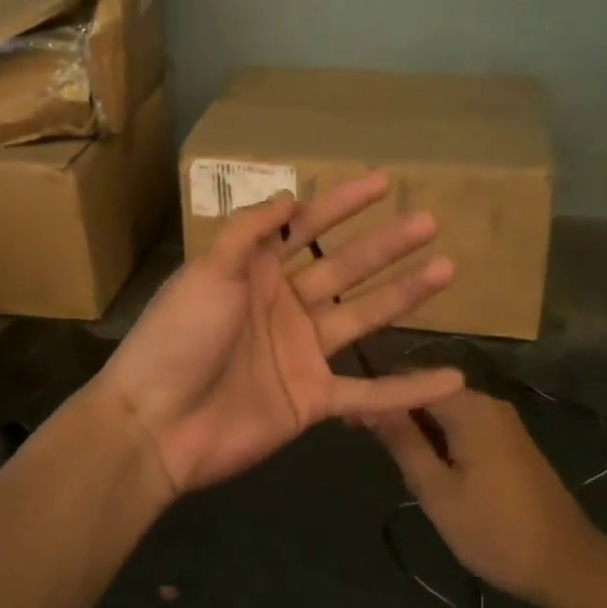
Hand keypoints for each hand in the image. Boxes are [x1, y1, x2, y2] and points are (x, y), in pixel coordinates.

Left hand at [98, 173, 466, 493]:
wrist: (155, 425)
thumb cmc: (179, 337)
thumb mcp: (208, 271)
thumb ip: (251, 232)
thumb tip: (291, 195)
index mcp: (256, 272)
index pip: (308, 228)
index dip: (344, 204)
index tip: (383, 182)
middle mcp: (285, 306)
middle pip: (345, 268)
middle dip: (386, 244)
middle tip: (429, 221)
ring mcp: (302, 353)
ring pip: (364, 318)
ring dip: (405, 296)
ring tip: (447, 270)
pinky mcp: (313, 399)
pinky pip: (369, 394)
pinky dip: (408, 389)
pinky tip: (451, 378)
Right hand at [370, 390, 605, 607]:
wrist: (568, 564)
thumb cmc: (494, 530)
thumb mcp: (437, 491)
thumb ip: (403, 442)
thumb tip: (371, 403)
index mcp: (468, 407)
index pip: (411, 381)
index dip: (378, 396)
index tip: (351, 419)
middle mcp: (487, 403)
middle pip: (430, 393)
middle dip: (399, 413)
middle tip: (369, 444)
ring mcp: (504, 422)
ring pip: (448, 412)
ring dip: (420, 428)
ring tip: (396, 460)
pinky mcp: (513, 442)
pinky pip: (467, 426)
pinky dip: (444, 439)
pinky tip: (432, 468)